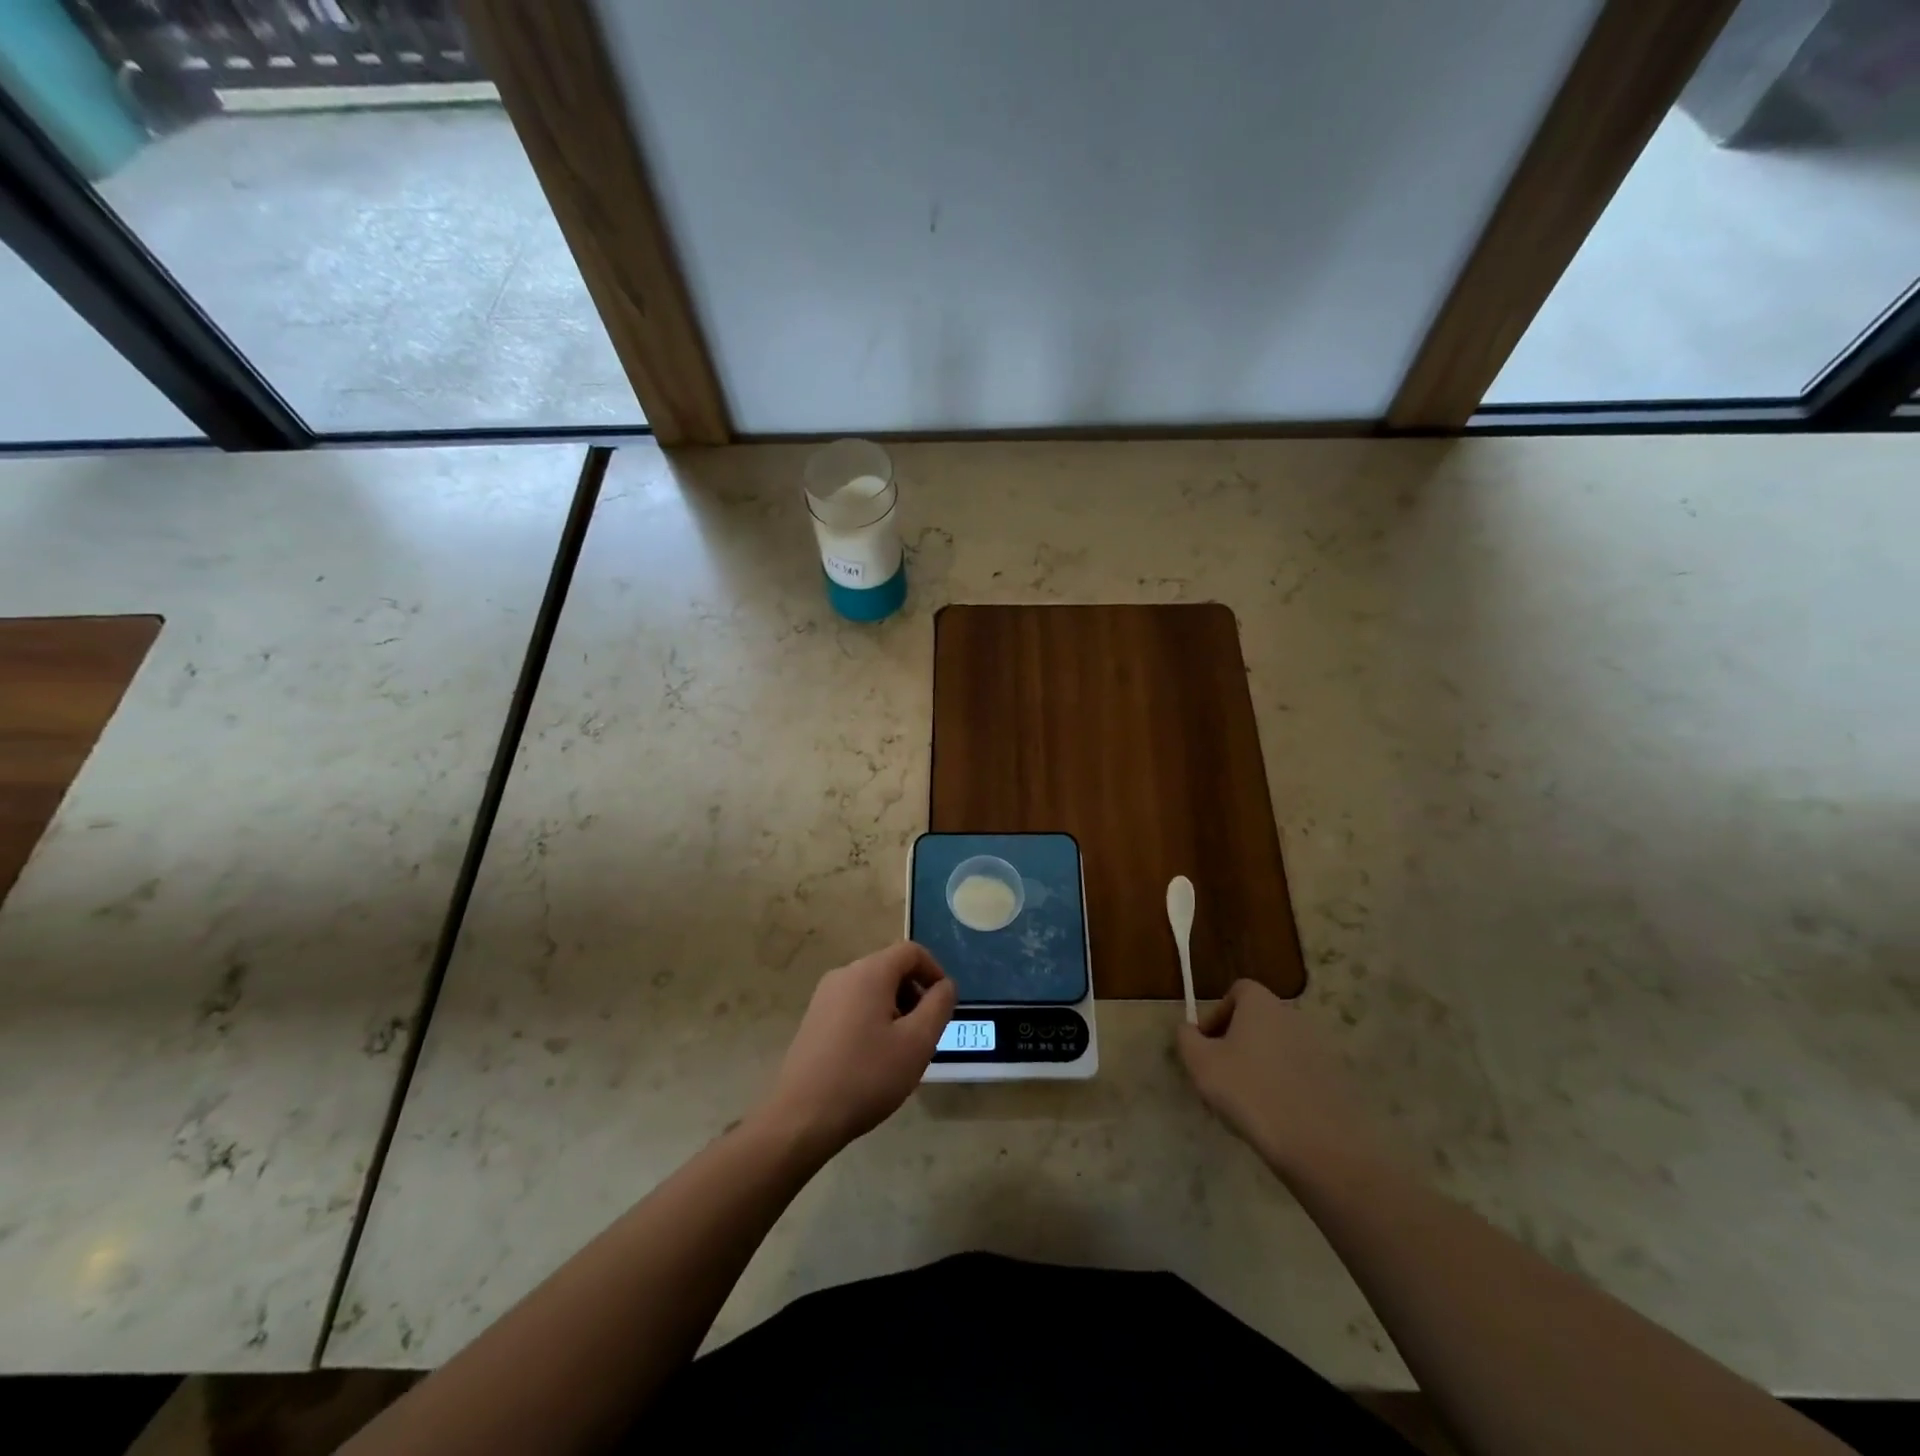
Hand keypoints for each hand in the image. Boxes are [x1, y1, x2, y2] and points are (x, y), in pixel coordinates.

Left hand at [760, 942, 956, 1157]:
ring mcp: (824, 997)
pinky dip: (874, 1020)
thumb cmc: (866, 1076)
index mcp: (869, 972)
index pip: (911, 951)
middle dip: (915, 994)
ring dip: (896, 1009)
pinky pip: (854, 1006)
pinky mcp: (814, 1019)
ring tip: (902, 1051)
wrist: (802, 1117)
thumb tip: (945, 986)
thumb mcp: (917, 1042)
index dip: (935, 971)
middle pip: (891, 969)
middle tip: (925, 1034)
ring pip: (872, 989)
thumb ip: (938, 1006)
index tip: (944, 1005)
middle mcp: (844, 975)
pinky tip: (874, 1059)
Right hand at [1177, 980, 1383, 1180]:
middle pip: (1257, 1020)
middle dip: (1235, 1043)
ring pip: (1277, 1048)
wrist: (1319, 1145)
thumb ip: (1187, 1038)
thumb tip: (1188, 1029)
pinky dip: (1283, 1085)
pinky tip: (1275, 1116)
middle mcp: (1293, 1016)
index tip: (1207, 1046)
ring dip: (1259, 1065)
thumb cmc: (1250, 1092)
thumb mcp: (1201, 1064)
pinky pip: (1298, 1072)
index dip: (1217, 1014)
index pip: (1237, 991)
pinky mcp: (1336, 1079)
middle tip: (1221, 1076)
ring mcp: (1319, 1047)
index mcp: (1262, 1004)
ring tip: (1246, 1102)